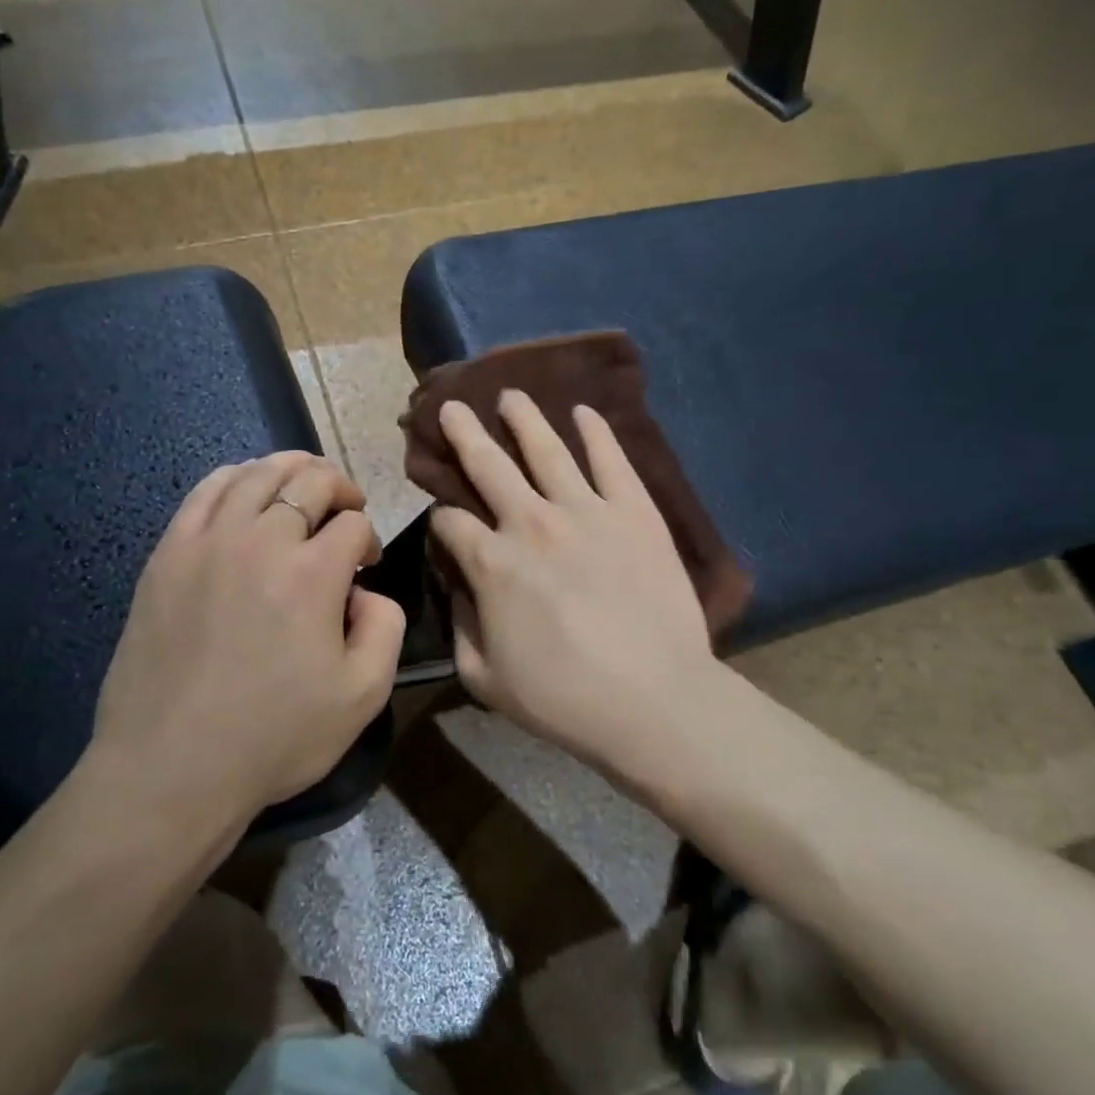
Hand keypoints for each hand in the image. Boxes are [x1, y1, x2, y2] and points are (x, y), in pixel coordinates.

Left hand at [77, 452, 405, 833]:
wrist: (172, 766)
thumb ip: (386, 627)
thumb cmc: (275, 736)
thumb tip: (366, 590)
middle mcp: (261, 540)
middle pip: (309, 482)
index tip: (366, 565)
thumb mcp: (364, 695)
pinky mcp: (167, 555)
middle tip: (347, 508)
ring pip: (256, 475)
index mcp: (313, 573)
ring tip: (304, 481)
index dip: (369, 538)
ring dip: (290, 469)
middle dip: (339, 488)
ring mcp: (207, 542)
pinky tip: (244, 487)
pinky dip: (234, 477)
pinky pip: (204, 492)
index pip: (353, 524)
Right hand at [431, 392, 716, 774]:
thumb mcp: (485, 678)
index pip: (450, 522)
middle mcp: (531, 523)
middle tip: (451, 406)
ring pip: (546, 449)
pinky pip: (611, 460)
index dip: (440, 519)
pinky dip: (596, 432)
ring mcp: (586, 510)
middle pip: (488, 465)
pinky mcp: (634, 511)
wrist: (655, 700)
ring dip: (523, 418)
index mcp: (491, 563)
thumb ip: (461, 626)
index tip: (443, 521)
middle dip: (463, 434)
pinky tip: (585, 412)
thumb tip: (460, 587)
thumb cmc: (563, 698)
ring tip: (511, 394)